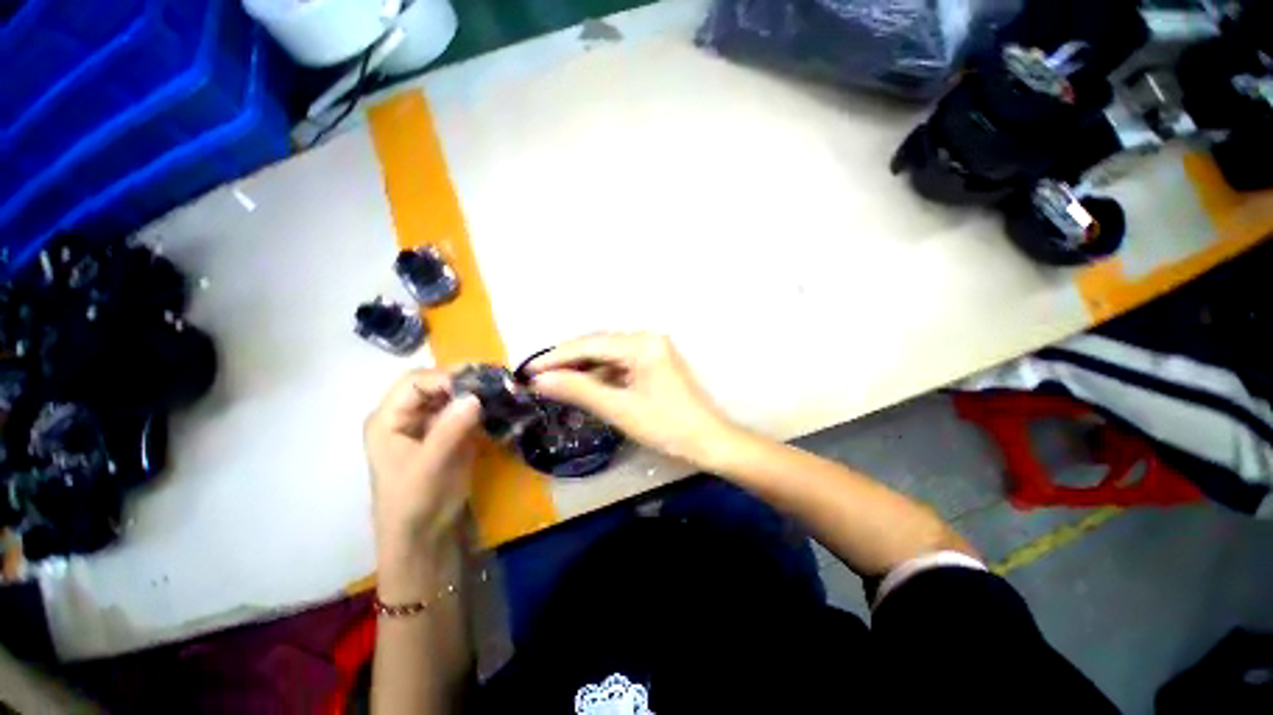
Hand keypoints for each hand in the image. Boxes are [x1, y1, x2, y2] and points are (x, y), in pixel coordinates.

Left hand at [365, 369, 480, 594]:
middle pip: (436, 384)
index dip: (445, 377)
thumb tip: (475, 396)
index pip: (415, 382)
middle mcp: (407, 415)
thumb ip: (449, 430)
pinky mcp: (450, 434)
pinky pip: (466, 411)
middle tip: (498, 381)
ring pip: (454, 395)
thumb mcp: (429, 467)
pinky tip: (500, 406)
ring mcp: (431, 424)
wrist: (426, 536)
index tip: (478, 384)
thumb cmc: (415, 504)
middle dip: (465, 380)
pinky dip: (483, 406)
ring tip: (504, 390)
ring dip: (477, 391)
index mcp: (388, 419)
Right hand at [524, 332, 738, 467]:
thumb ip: (579, 390)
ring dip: (581, 369)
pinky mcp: (653, 363)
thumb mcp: (619, 408)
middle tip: (536, 378)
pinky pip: (619, 365)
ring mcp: (651, 350)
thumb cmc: (666, 426)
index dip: (556, 357)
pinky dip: (599, 376)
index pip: (589, 345)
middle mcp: (646, 339)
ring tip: (553, 383)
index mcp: (642, 344)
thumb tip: (539, 380)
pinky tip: (582, 386)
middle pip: (597, 346)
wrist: (708, 441)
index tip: (526, 370)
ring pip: (606, 356)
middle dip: (566, 362)